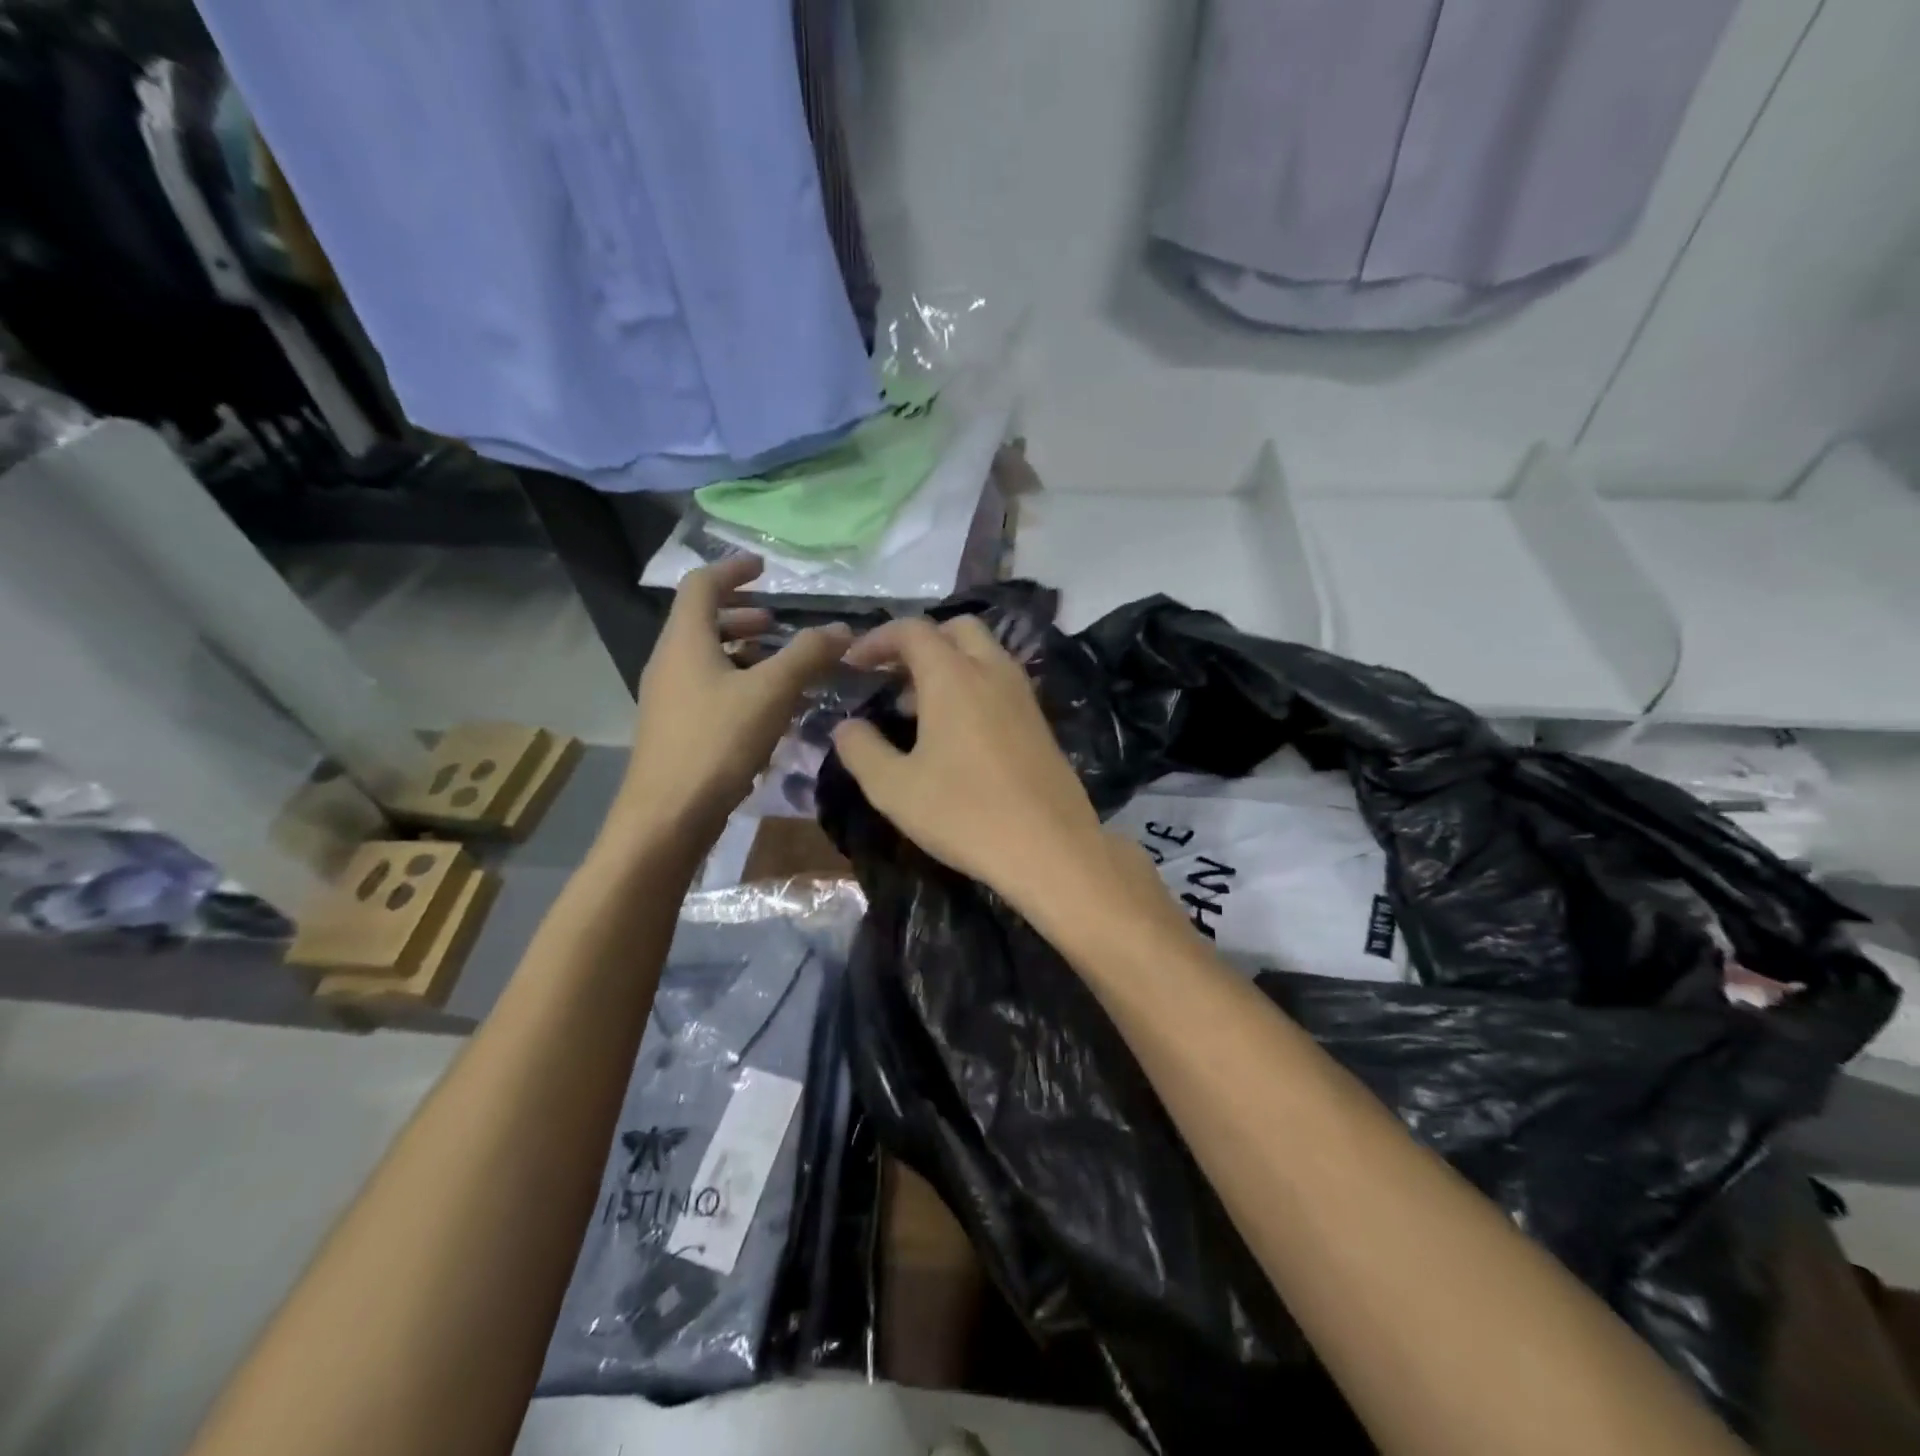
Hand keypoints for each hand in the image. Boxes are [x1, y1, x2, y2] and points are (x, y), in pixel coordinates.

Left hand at [611, 557, 850, 849]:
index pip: (702, 584)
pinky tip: (768, 709)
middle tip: (777, 622)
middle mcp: (669, 661)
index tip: (764, 568)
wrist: (667, 815)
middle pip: (702, 622)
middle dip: (742, 616)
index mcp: (685, 640)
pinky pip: (708, 689)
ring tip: (780, 664)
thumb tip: (843, 629)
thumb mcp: (771, 692)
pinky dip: (738, 683)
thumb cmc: (716, 742)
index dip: (733, 570)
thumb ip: (808, 655)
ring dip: (743, 652)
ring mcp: (668, 697)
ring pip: (706, 658)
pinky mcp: (675, 728)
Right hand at [831, 616, 1108, 911]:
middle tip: (891, 678)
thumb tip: (846, 726)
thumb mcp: (894, 788)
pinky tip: (956, 736)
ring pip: (983, 655)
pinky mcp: (1040, 722)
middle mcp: (993, 672)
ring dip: (947, 666)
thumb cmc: (964, 814)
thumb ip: (861, 749)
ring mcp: (1023, 695)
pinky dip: (972, 688)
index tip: (852, 664)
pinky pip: (1000, 684)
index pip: (912, 631)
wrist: (1051, 849)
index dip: (876, 640)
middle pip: (955, 630)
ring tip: (915, 711)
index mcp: (954, 676)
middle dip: (919, 644)